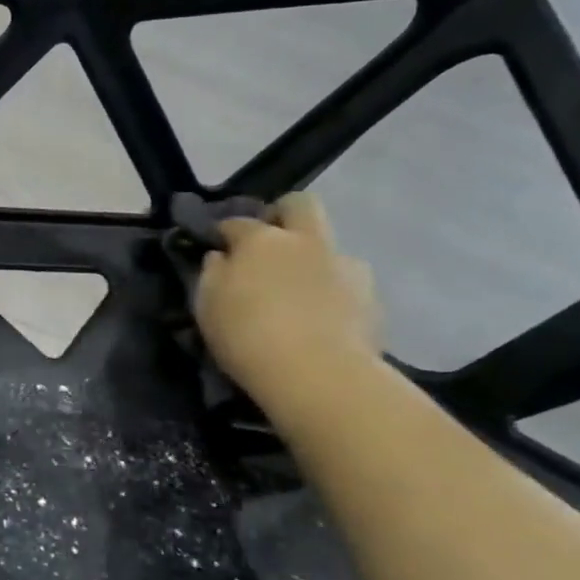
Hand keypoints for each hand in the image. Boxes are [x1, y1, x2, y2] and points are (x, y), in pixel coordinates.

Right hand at [194, 193, 379, 410]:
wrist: (318, 374)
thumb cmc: (247, 336)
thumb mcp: (208, 306)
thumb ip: (212, 273)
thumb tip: (221, 256)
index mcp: (260, 240)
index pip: (237, 222)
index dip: (225, 232)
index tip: (218, 246)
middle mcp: (305, 241)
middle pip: (299, 205)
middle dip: (283, 214)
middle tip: (269, 241)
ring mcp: (344, 265)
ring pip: (328, 245)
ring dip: (313, 257)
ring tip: (299, 289)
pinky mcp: (372, 296)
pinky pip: (347, 282)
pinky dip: (334, 290)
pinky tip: (323, 315)